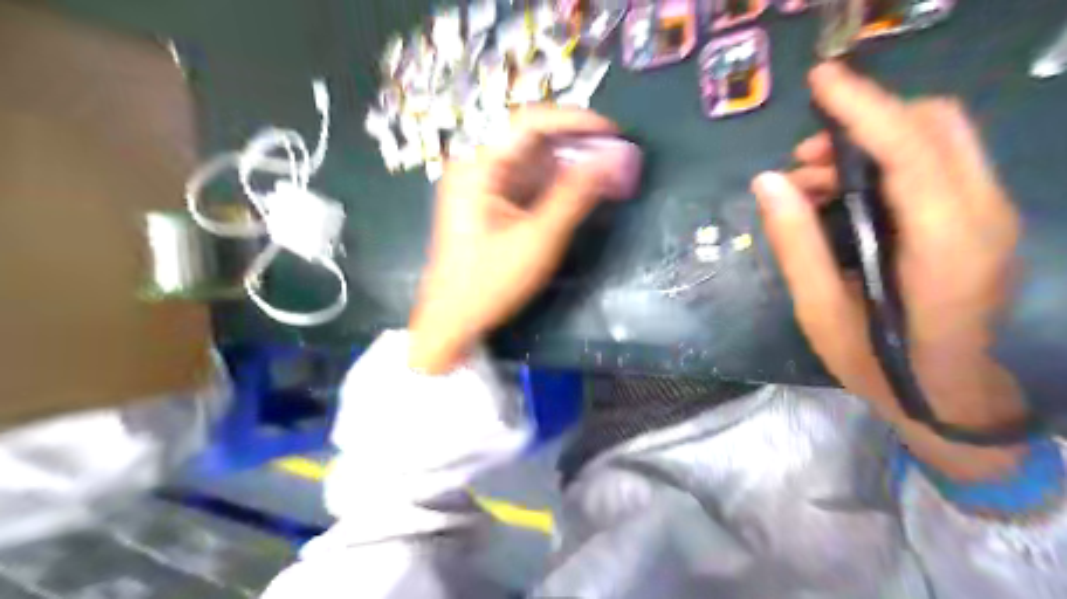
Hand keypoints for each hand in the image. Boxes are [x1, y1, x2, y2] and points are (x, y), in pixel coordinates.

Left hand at [409, 105, 617, 372]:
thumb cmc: (489, 282)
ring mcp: (483, 187)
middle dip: (577, 147)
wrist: (452, 322)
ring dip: (571, 167)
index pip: (529, 123)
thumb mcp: (537, 239)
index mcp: (478, 167)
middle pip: (532, 141)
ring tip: (609, 175)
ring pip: (534, 163)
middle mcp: (477, 168)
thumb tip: (613, 159)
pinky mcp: (491, 205)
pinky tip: (583, 192)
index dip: (575, 122)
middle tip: (617, 157)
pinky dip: (557, 186)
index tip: (613, 133)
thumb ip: (575, 196)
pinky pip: (528, 184)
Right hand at [754, 64, 1028, 478]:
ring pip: (938, 138)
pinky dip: (885, 160)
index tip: (821, 81)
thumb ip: (796, 245)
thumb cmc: (878, 364)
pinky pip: (937, 161)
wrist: (948, 395)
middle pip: (935, 126)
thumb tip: (766, 183)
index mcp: (945, 248)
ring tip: (809, 183)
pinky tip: (839, 194)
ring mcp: (991, 215)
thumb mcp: (821, 313)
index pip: (912, 150)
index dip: (864, 107)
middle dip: (865, 122)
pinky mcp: (981, 218)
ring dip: (870, 142)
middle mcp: (983, 218)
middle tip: (803, 160)